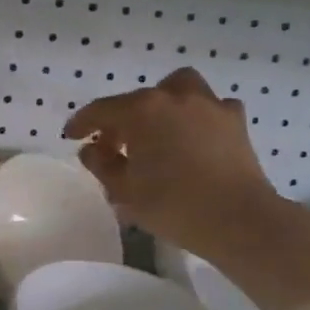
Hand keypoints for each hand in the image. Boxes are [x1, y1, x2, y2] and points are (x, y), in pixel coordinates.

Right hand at [64, 68, 282, 255]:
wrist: (238, 219)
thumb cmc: (172, 205)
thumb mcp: (123, 190)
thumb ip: (102, 165)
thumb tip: (92, 150)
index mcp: (142, 111)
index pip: (101, 110)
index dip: (82, 123)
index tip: (71, 137)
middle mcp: (174, 97)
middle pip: (138, 100)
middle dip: (121, 119)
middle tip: (114, 146)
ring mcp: (209, 106)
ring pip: (179, 89)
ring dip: (162, 104)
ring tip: (157, 129)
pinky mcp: (235, 122)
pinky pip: (211, 108)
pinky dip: (197, 116)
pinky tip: (194, 137)